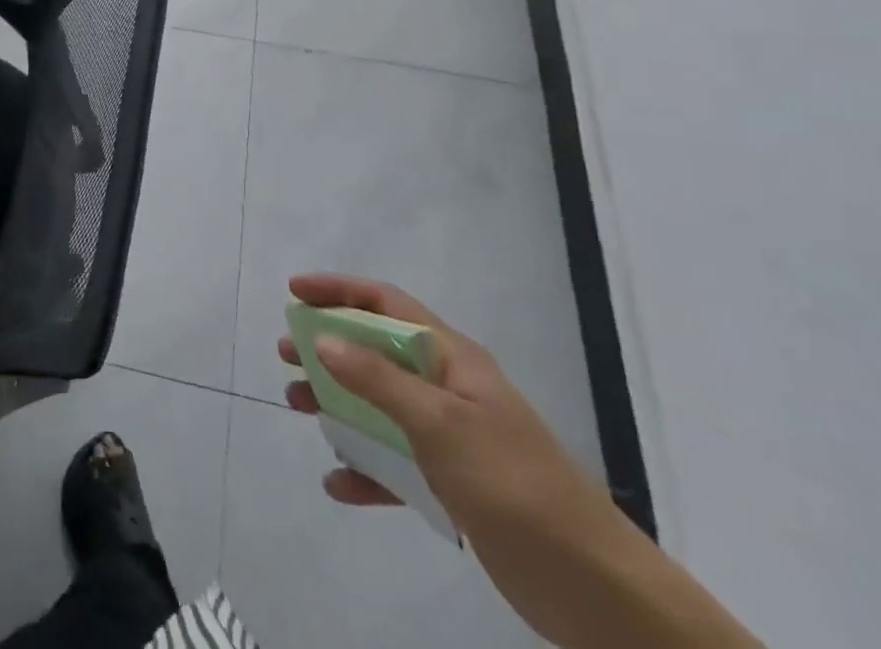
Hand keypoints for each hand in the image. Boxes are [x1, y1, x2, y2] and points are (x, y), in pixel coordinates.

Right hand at [278, 273, 605, 533]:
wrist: (594, 589)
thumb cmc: (512, 483)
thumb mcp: (440, 423)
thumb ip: (379, 379)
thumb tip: (324, 339)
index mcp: (451, 359)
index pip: (386, 303)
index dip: (339, 290)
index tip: (295, 293)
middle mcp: (448, 387)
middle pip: (375, 350)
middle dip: (328, 347)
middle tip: (285, 353)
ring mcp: (451, 436)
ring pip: (379, 405)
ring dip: (337, 403)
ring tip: (297, 405)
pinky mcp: (453, 484)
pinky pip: (395, 463)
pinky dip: (365, 468)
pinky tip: (338, 481)